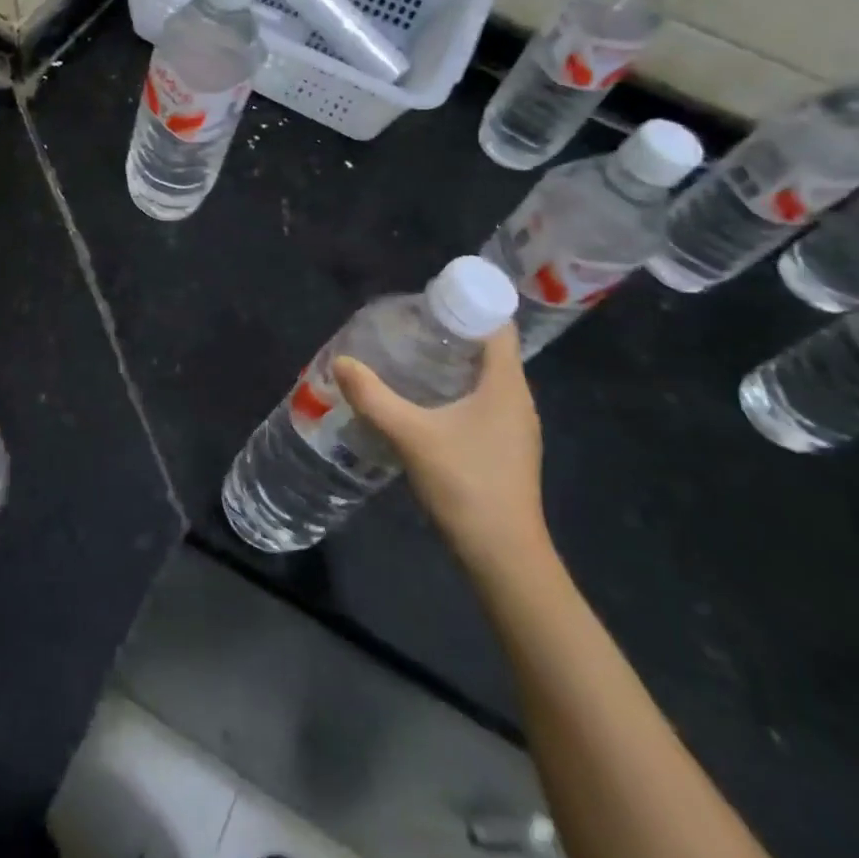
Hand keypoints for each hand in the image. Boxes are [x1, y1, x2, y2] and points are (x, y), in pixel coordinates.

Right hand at [333, 323, 548, 577]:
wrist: (504, 556)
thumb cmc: (466, 484)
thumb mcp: (411, 436)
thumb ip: (373, 397)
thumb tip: (341, 361)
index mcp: (506, 384)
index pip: (498, 325)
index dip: (468, 304)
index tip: (428, 300)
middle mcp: (518, 399)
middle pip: (490, 348)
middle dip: (451, 332)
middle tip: (408, 326)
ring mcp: (515, 427)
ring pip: (486, 377)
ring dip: (453, 362)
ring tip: (410, 356)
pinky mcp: (506, 448)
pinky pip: (483, 401)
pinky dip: (457, 389)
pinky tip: (425, 402)